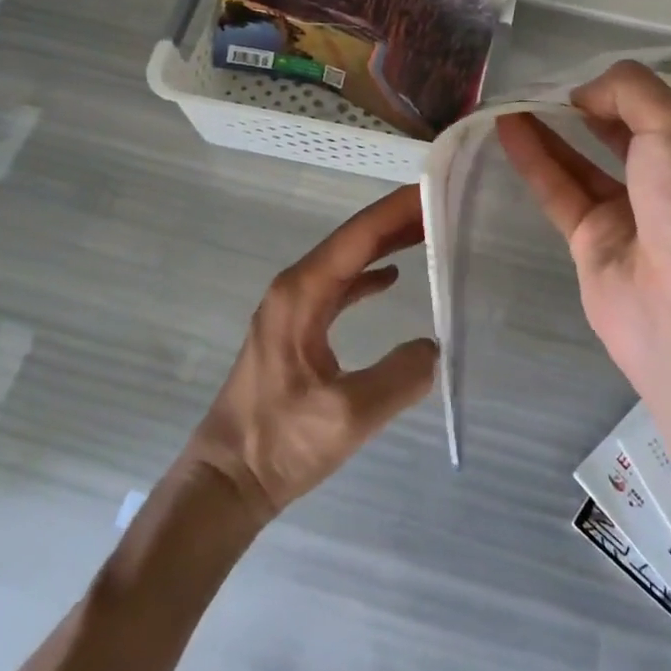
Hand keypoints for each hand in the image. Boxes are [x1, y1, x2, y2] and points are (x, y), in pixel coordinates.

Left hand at [179, 185, 438, 528]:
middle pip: (353, 239)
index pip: (358, 235)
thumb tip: (435, 347)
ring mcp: (293, 306)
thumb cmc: (279, 444)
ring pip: (347, 260)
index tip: (435, 190)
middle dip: (397, 220)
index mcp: (302, 293)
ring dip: (385, 244)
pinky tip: (392, 276)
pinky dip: (368, 274)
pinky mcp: (297, 328)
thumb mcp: (348, 416)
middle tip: (443, 206)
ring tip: (428, 232)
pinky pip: (339, 286)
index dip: (397, 210)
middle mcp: (295, 287)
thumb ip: (399, 377)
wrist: (227, 480)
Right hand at [496, 61, 670, 431]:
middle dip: (595, 104)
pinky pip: (559, 190)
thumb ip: (630, 92)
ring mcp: (631, 214)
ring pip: (585, 161)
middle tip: (557, 83)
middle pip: (628, 131)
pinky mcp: (592, 241)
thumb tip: (586, 93)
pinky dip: (534, 158)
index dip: (647, 84)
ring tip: (518, 96)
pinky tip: (507, 125)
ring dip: (554, 127)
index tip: (610, 71)